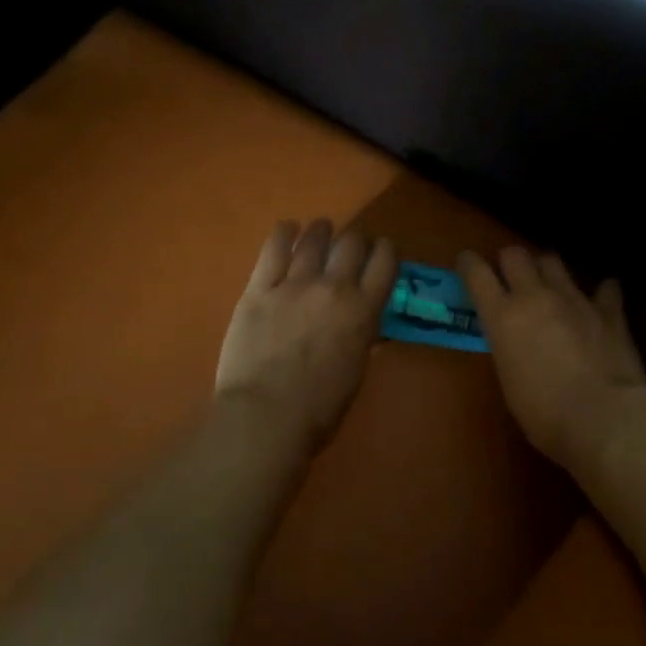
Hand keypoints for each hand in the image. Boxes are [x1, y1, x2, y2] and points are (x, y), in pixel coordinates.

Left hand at [216, 219, 396, 453]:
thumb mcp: (355, 372)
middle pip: (351, 242)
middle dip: (355, 240)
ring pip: (314, 239)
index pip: (385, 261)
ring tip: (320, 230)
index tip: (381, 251)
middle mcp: (333, 288)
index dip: (385, 250)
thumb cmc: (319, 410)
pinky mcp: (259, 288)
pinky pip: (273, 248)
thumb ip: (362, 339)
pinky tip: (288, 229)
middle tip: (349, 247)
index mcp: (363, 311)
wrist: (265, 417)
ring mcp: (294, 284)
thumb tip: (366, 323)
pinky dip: (284, 233)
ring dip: (321, 231)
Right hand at [458, 247, 645, 467]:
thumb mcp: (509, 380)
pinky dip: (602, 292)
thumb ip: (509, 348)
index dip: (469, 263)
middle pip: (516, 255)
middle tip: (511, 275)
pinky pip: (606, 289)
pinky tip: (602, 299)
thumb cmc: (544, 414)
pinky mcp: (609, 311)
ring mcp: (575, 299)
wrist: (603, 417)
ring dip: (547, 270)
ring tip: (550, 283)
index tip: (467, 262)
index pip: (477, 273)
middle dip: (510, 260)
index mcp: (503, 316)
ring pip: (554, 261)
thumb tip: (515, 343)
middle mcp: (536, 297)